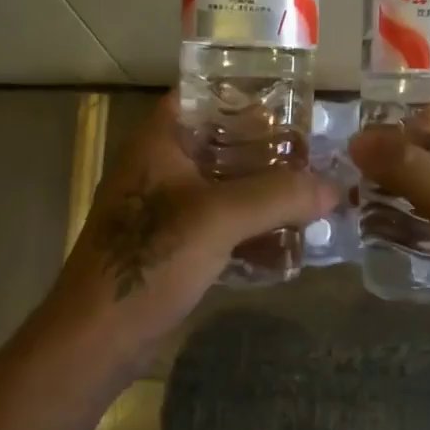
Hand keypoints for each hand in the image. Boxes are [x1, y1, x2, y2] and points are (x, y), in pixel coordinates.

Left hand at [40, 92, 336, 373]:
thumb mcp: (218, 219)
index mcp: (159, 141)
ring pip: (223, 184)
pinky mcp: (172, 245)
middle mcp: (161, 166)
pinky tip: (288, 238)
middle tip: (314, 149)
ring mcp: (165, 207)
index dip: (244, 90)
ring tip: (311, 190)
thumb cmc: (149, 259)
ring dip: (262, 189)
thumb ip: (277, 196)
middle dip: (267, 147)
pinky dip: (250, 225)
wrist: (96, 339)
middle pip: (221, 140)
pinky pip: (220, 222)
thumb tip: (333, 187)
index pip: (202, 93)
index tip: (290, 99)